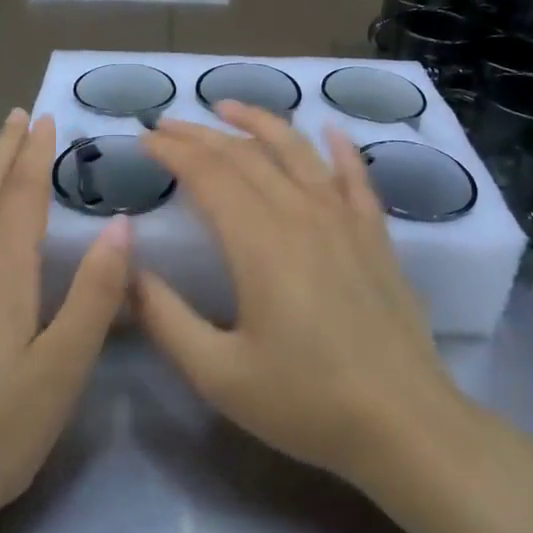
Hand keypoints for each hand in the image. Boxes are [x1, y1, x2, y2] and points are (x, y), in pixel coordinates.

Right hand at [134, 102, 464, 486]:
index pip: (207, 175)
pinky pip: (356, 177)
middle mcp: (300, 214)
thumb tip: (127, 271)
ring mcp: (344, 219)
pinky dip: (339, 148)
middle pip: (244, 156)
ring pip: (296, 152)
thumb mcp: (218, 374)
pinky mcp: (375, 234)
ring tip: (228, 106)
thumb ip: (165, 318)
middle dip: (200, 134)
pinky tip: (329, 129)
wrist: (405, 426)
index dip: (172, 152)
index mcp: (259, 242)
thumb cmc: (306, 402)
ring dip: (259, 122)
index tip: (144, 140)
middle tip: (167, 124)